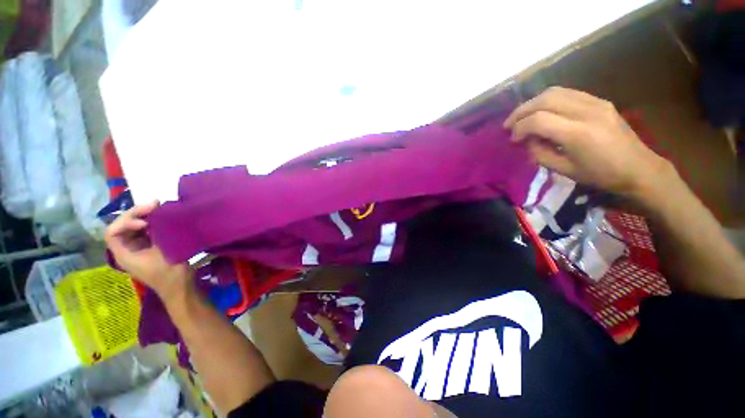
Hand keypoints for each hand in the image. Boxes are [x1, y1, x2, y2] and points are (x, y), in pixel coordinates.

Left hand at [104, 201, 192, 301]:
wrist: (181, 288)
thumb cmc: (170, 273)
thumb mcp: (165, 252)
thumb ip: (158, 233)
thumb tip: (161, 214)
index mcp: (124, 254)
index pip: (112, 232)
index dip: (126, 221)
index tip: (146, 221)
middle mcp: (127, 250)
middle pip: (123, 226)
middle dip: (137, 214)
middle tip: (157, 204)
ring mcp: (138, 249)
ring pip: (134, 228)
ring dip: (146, 217)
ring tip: (161, 209)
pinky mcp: (149, 249)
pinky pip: (146, 232)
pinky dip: (153, 223)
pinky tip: (165, 219)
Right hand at [504, 87, 673, 196]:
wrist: (639, 168)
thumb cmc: (601, 175)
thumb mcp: (565, 170)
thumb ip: (540, 154)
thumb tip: (527, 141)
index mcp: (578, 134)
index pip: (538, 120)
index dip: (519, 128)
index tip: (513, 139)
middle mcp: (587, 112)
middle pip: (545, 99)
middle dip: (521, 111)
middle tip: (509, 124)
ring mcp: (595, 102)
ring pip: (555, 91)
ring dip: (533, 103)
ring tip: (522, 116)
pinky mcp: (600, 100)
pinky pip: (567, 93)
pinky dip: (548, 100)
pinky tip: (542, 111)